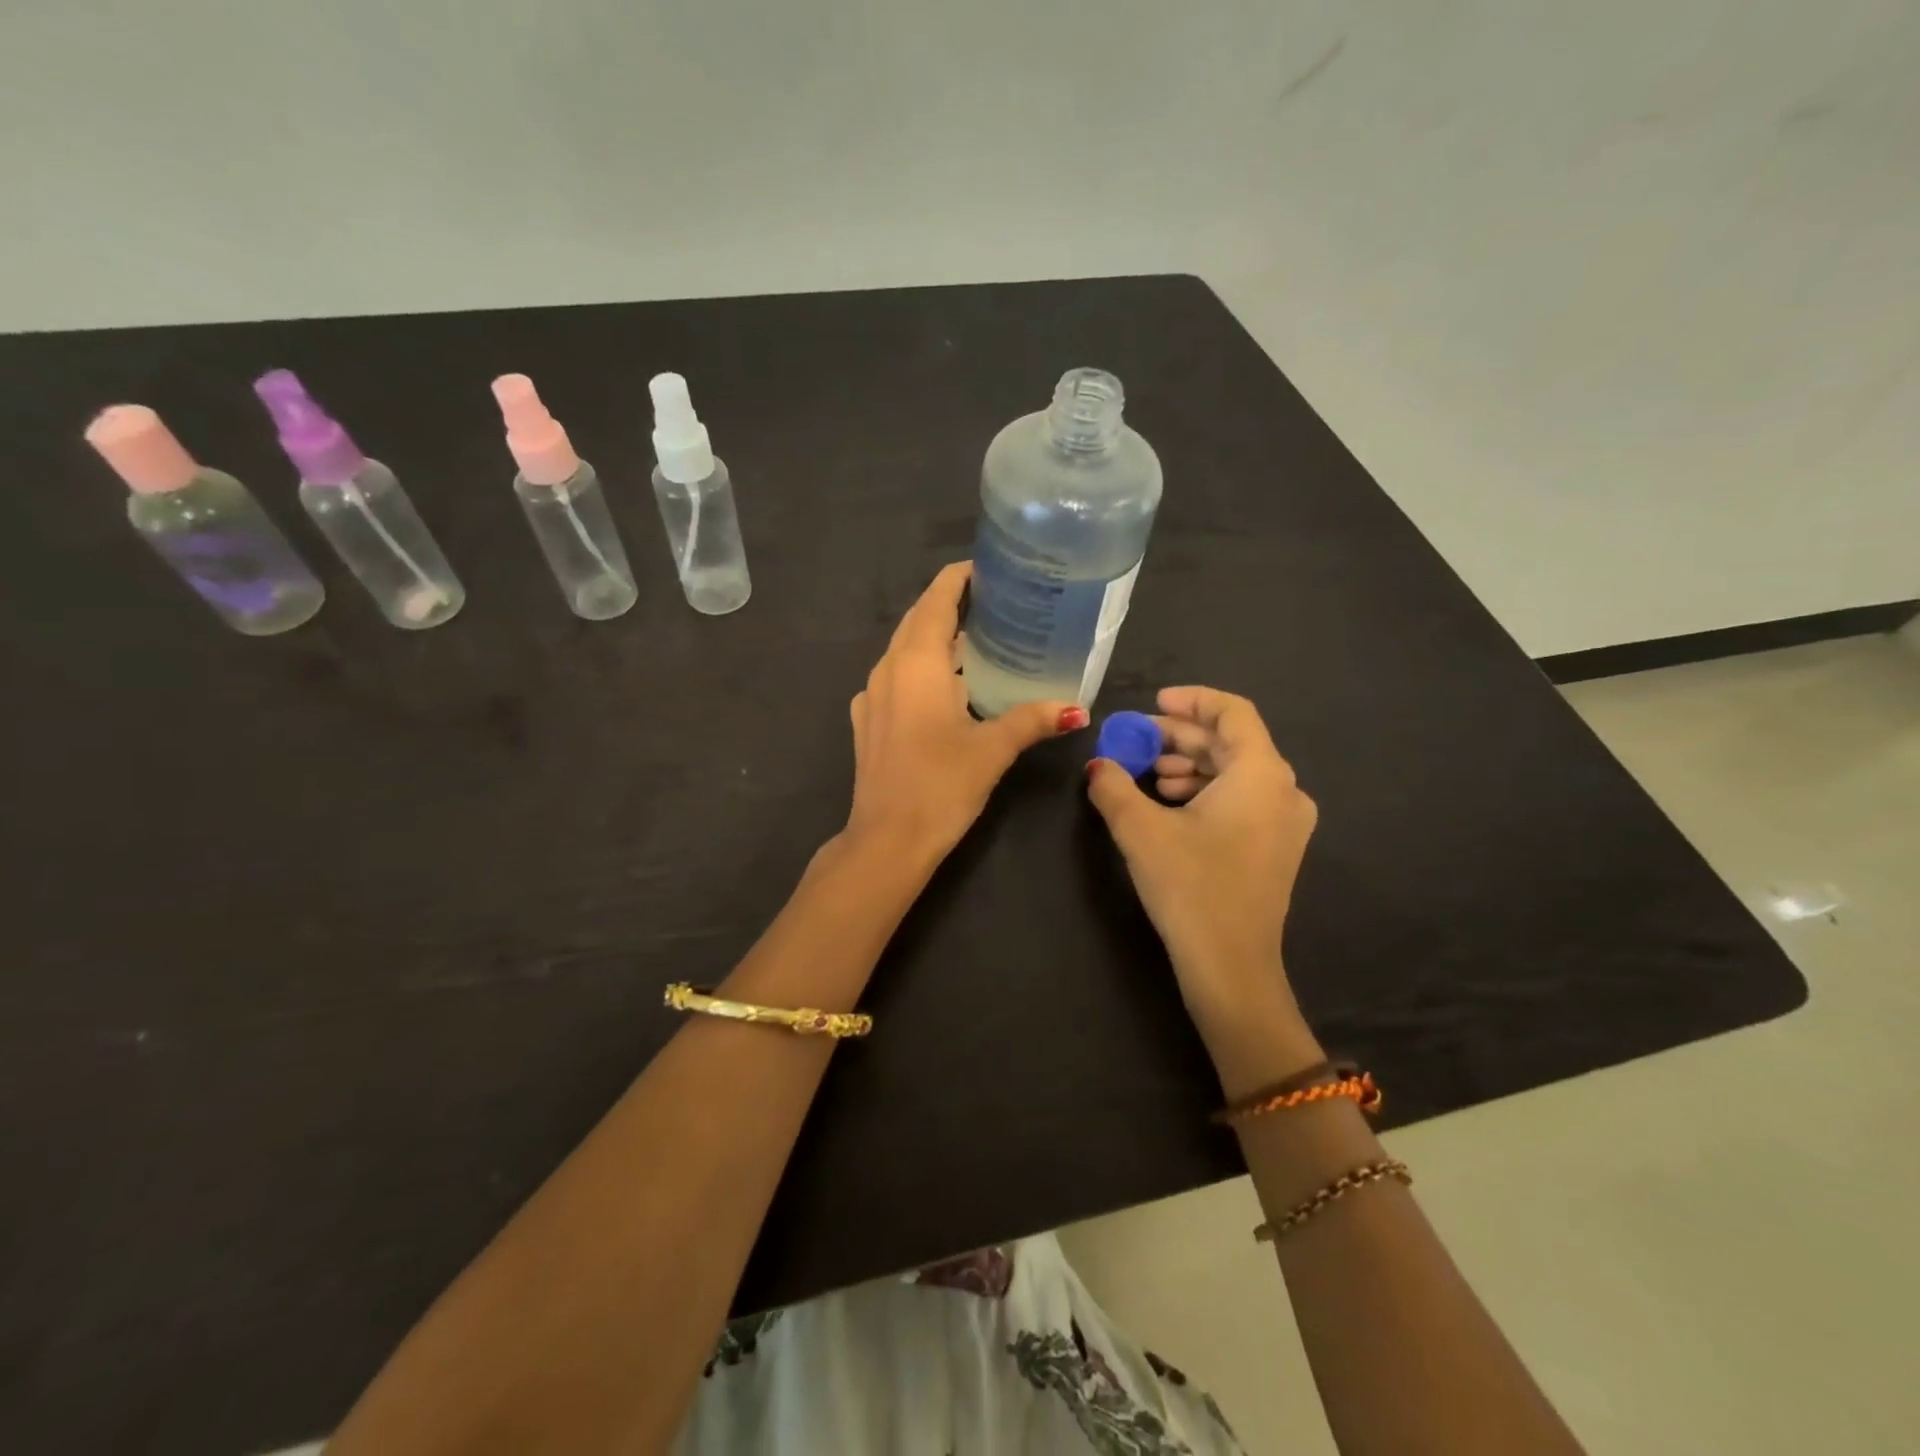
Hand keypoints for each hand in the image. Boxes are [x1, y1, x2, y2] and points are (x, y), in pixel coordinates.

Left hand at [845, 563, 1086, 866]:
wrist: (886, 839)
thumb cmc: (940, 785)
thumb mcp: (992, 749)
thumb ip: (1032, 720)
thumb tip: (1076, 709)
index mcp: (915, 663)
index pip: (936, 599)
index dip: (959, 578)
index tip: (991, 569)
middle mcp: (887, 669)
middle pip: (918, 620)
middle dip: (951, 604)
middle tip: (996, 602)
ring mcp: (871, 695)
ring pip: (905, 650)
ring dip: (937, 639)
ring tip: (979, 641)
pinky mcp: (868, 721)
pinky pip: (897, 678)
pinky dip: (923, 669)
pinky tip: (948, 688)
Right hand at [1085, 686, 1316, 1032]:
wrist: (1230, 967)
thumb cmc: (1190, 887)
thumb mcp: (1139, 829)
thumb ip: (1113, 785)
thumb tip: (1097, 765)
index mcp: (1261, 775)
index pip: (1233, 712)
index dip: (1191, 700)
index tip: (1153, 703)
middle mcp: (1284, 790)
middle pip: (1231, 743)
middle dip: (1180, 737)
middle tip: (1136, 741)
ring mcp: (1285, 822)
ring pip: (1235, 772)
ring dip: (1189, 766)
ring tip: (1148, 776)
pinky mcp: (1276, 848)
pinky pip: (1241, 799)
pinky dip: (1204, 791)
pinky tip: (1168, 805)